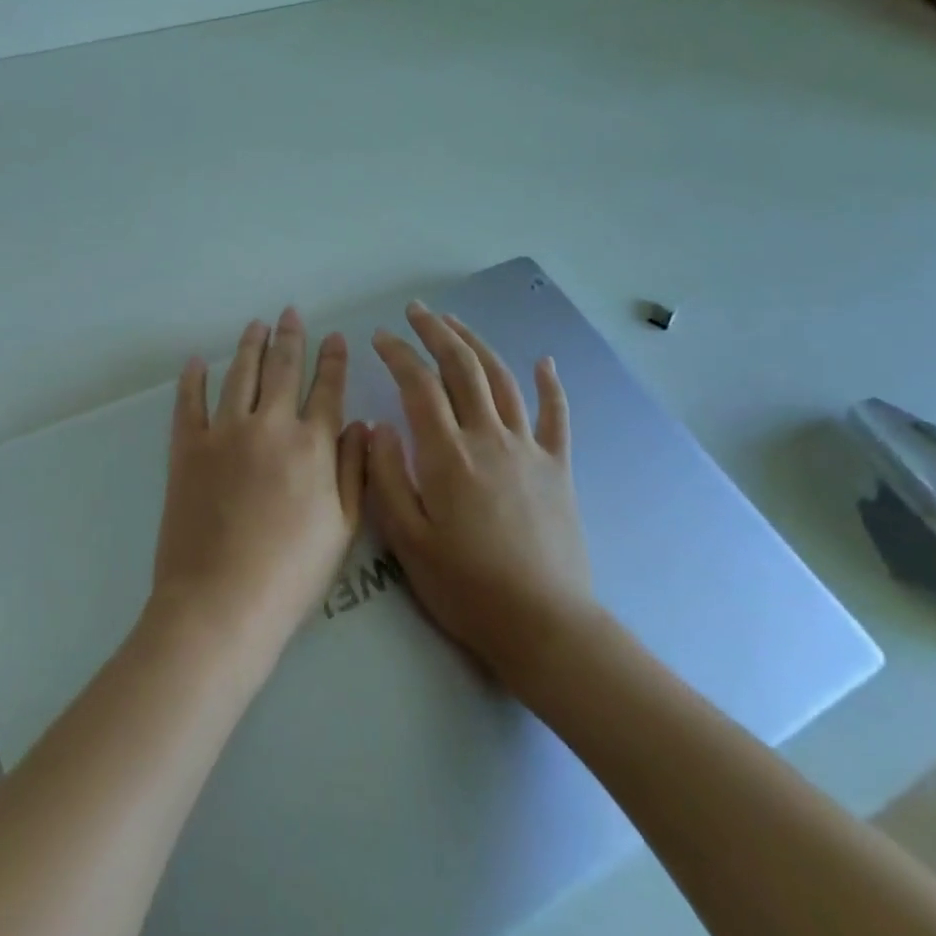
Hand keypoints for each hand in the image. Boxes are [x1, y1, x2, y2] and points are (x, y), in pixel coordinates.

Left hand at [154, 308, 367, 656]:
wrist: (221, 600)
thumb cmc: (291, 572)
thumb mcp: (343, 527)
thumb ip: (354, 470)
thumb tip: (362, 424)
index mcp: (312, 445)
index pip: (327, 389)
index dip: (333, 360)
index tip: (336, 336)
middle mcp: (269, 425)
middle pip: (282, 369)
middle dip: (290, 337)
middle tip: (290, 313)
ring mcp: (223, 432)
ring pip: (239, 374)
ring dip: (249, 346)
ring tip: (255, 325)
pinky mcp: (186, 447)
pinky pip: (189, 401)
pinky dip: (192, 379)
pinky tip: (196, 362)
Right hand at [366, 302, 595, 676]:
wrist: (544, 625)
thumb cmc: (465, 586)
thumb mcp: (406, 539)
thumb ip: (387, 477)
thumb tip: (377, 426)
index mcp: (447, 454)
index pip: (418, 385)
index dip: (397, 354)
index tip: (380, 337)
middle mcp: (489, 438)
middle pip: (462, 368)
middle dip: (436, 332)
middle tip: (416, 310)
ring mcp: (528, 449)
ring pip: (501, 380)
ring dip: (477, 344)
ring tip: (456, 322)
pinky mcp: (558, 468)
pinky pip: (556, 416)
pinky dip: (550, 385)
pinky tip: (544, 362)